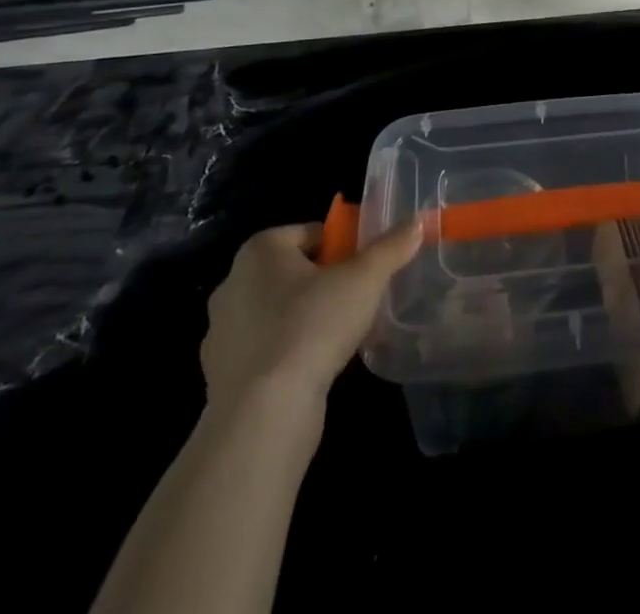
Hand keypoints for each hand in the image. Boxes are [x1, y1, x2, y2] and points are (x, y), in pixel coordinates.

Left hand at [201, 219, 422, 404]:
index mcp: (259, 250)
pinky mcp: (223, 374)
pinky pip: (267, 348)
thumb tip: (416, 222)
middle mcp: (233, 282)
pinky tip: (315, 368)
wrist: (263, 416)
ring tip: (341, 337)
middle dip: (326, 281)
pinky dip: (289, 351)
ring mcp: (222, 331)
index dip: (344, 247)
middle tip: (358, 300)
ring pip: (279, 310)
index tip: (366, 270)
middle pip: (295, 270)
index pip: (312, 233)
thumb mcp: (364, 279)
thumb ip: (391, 247)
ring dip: (307, 317)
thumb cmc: (312, 326)